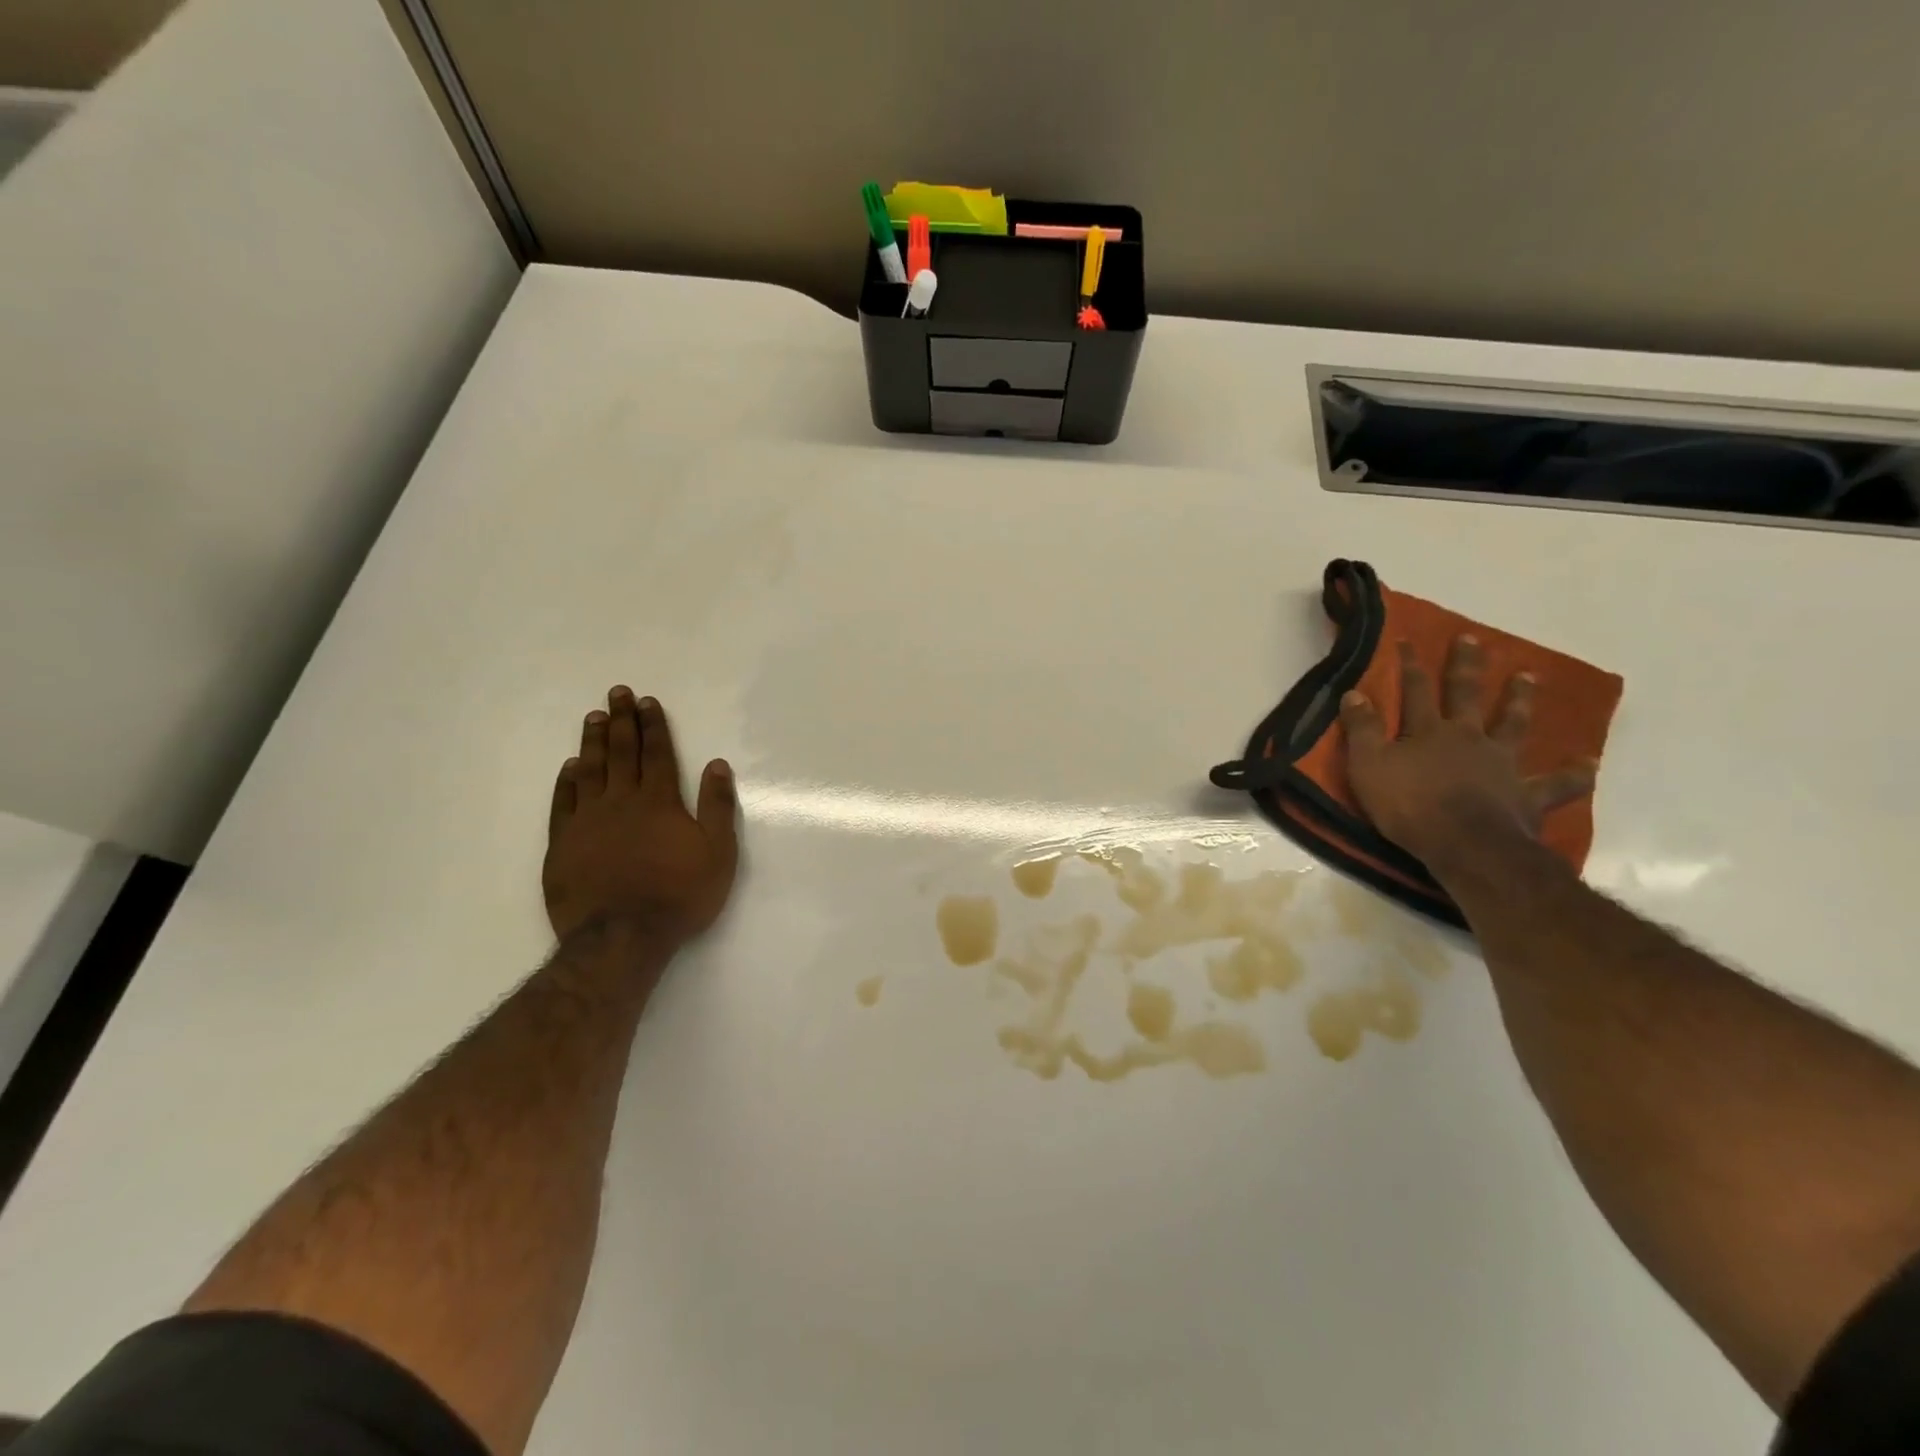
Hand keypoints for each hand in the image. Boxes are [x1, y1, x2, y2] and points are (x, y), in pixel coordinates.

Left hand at [542, 687, 739, 944]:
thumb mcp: (718, 853)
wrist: (622, 938)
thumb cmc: (679, 895)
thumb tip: (717, 764)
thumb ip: (717, 806)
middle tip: (616, 693)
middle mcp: (621, 802)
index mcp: (659, 802)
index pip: (656, 753)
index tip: (647, 701)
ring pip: (590, 771)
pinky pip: (563, 803)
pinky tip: (570, 767)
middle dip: (622, 721)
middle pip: (621, 753)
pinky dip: (567, 781)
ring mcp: (587, 821)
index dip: (653, 725)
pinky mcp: (563, 844)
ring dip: (593, 742)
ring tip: (593, 718)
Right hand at [1340, 636, 1595, 869]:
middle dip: (1466, 667)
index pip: (1415, 690)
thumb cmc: (1409, 805)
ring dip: (1519, 700)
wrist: (1464, 844)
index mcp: (1429, 731)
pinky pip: (1557, 784)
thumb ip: (1362, 729)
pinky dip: (1574, 774)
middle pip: (1467, 695)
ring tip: (1528, 677)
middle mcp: (1468, 738)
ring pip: (1513, 725)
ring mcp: (1502, 764)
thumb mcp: (1369, 766)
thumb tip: (1354, 692)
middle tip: (1473, 640)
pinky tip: (1590, 764)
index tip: (1407, 640)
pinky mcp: (1526, 795)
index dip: (1409, 665)